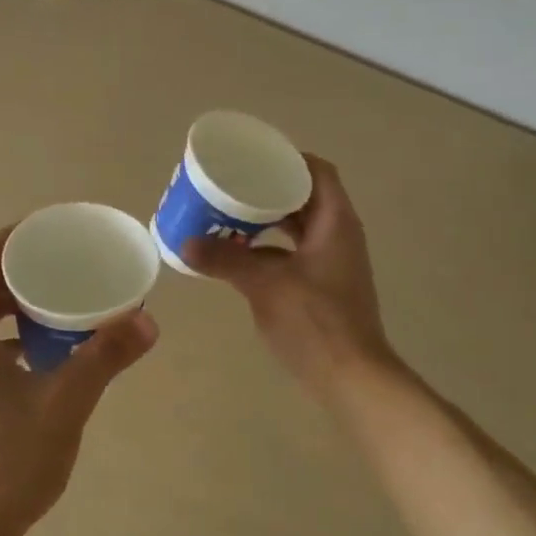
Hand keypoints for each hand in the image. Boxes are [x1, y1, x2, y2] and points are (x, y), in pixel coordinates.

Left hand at [0, 228, 157, 535]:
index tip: (58, 233)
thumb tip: (148, 322)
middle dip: (25, 277)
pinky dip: (0, 342)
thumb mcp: (63, 405)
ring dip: (14, 313)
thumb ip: (104, 358)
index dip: (22, 236)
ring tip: (60, 316)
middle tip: (71, 275)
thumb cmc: (3, 462)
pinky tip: (34, 363)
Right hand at [184, 156, 399, 404]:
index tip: (251, 158)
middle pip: (303, 197)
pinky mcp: (321, 286)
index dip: (287, 159)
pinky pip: (291, 253)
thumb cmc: (315, 321)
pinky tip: (236, 255)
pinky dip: (267, 249)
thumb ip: (226, 260)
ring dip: (264, 221)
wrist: (350, 377)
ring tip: (226, 216)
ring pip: (295, 228)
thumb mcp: (266, 285)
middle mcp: (337, 235)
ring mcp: (331, 262)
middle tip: (229, 186)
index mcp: (335, 222)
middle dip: (266, 190)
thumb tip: (185, 243)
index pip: (316, 171)